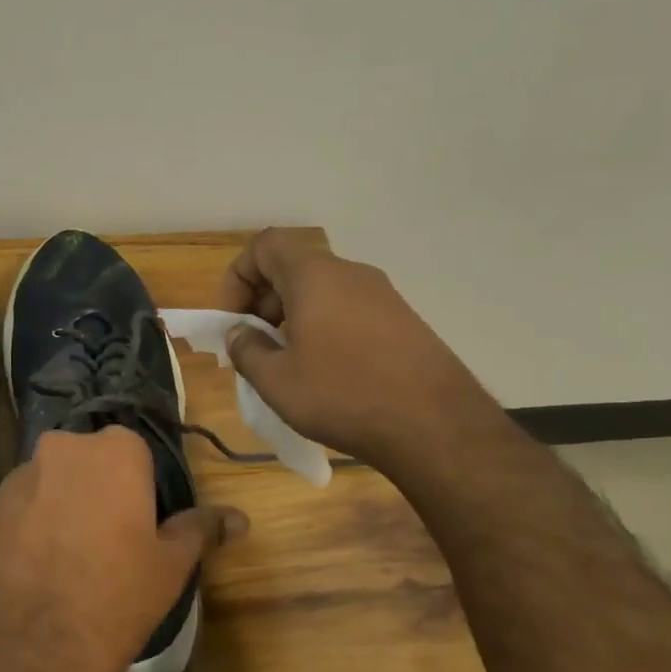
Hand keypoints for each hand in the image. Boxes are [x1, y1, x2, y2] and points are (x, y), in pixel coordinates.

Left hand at [0, 427, 244, 671]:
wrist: (33, 645)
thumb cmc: (117, 595)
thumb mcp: (171, 565)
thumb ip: (202, 529)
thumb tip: (240, 518)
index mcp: (116, 450)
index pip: (133, 453)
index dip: (138, 489)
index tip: (138, 525)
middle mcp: (64, 447)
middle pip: (88, 460)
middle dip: (97, 488)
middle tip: (106, 539)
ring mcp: (20, 474)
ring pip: (51, 480)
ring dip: (61, 503)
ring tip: (67, 556)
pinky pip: (20, 504)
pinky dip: (30, 522)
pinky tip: (36, 564)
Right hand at [219, 227, 486, 463]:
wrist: (437, 426)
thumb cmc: (344, 395)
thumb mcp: (277, 381)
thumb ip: (247, 350)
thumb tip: (240, 334)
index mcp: (315, 276)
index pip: (265, 245)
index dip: (238, 276)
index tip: (233, 320)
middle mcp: (350, 274)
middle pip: (293, 267)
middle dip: (263, 301)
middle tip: (255, 345)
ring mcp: (383, 296)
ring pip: (322, 291)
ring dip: (293, 317)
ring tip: (288, 364)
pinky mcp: (403, 321)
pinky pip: (348, 310)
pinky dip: (324, 328)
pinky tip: (326, 373)